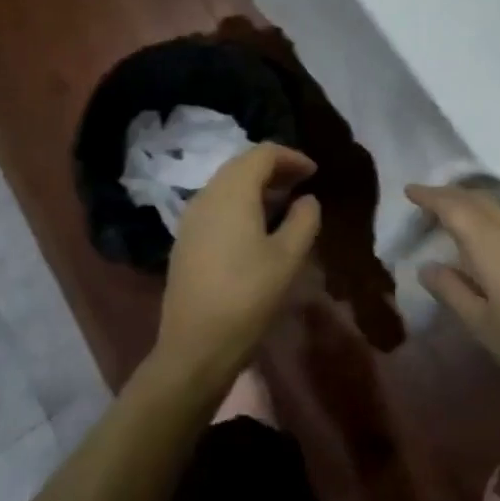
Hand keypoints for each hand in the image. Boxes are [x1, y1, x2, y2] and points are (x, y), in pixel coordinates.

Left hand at [155, 144, 320, 389]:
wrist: (195, 346)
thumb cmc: (248, 297)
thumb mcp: (288, 258)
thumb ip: (304, 220)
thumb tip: (307, 200)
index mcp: (232, 192)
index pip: (263, 154)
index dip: (291, 157)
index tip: (315, 172)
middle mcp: (207, 195)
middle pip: (241, 165)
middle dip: (274, 169)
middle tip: (302, 184)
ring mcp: (191, 218)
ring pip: (226, 185)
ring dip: (256, 186)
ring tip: (284, 204)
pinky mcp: (185, 240)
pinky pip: (216, 205)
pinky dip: (239, 203)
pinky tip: (256, 227)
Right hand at [409, 185, 499, 418]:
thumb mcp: (483, 326)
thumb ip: (452, 291)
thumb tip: (427, 266)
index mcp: (492, 245)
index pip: (454, 207)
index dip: (430, 196)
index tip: (409, 190)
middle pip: (479, 200)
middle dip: (450, 195)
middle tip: (426, 200)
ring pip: (499, 210)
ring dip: (472, 206)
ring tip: (452, 218)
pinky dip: (492, 220)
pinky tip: (489, 241)